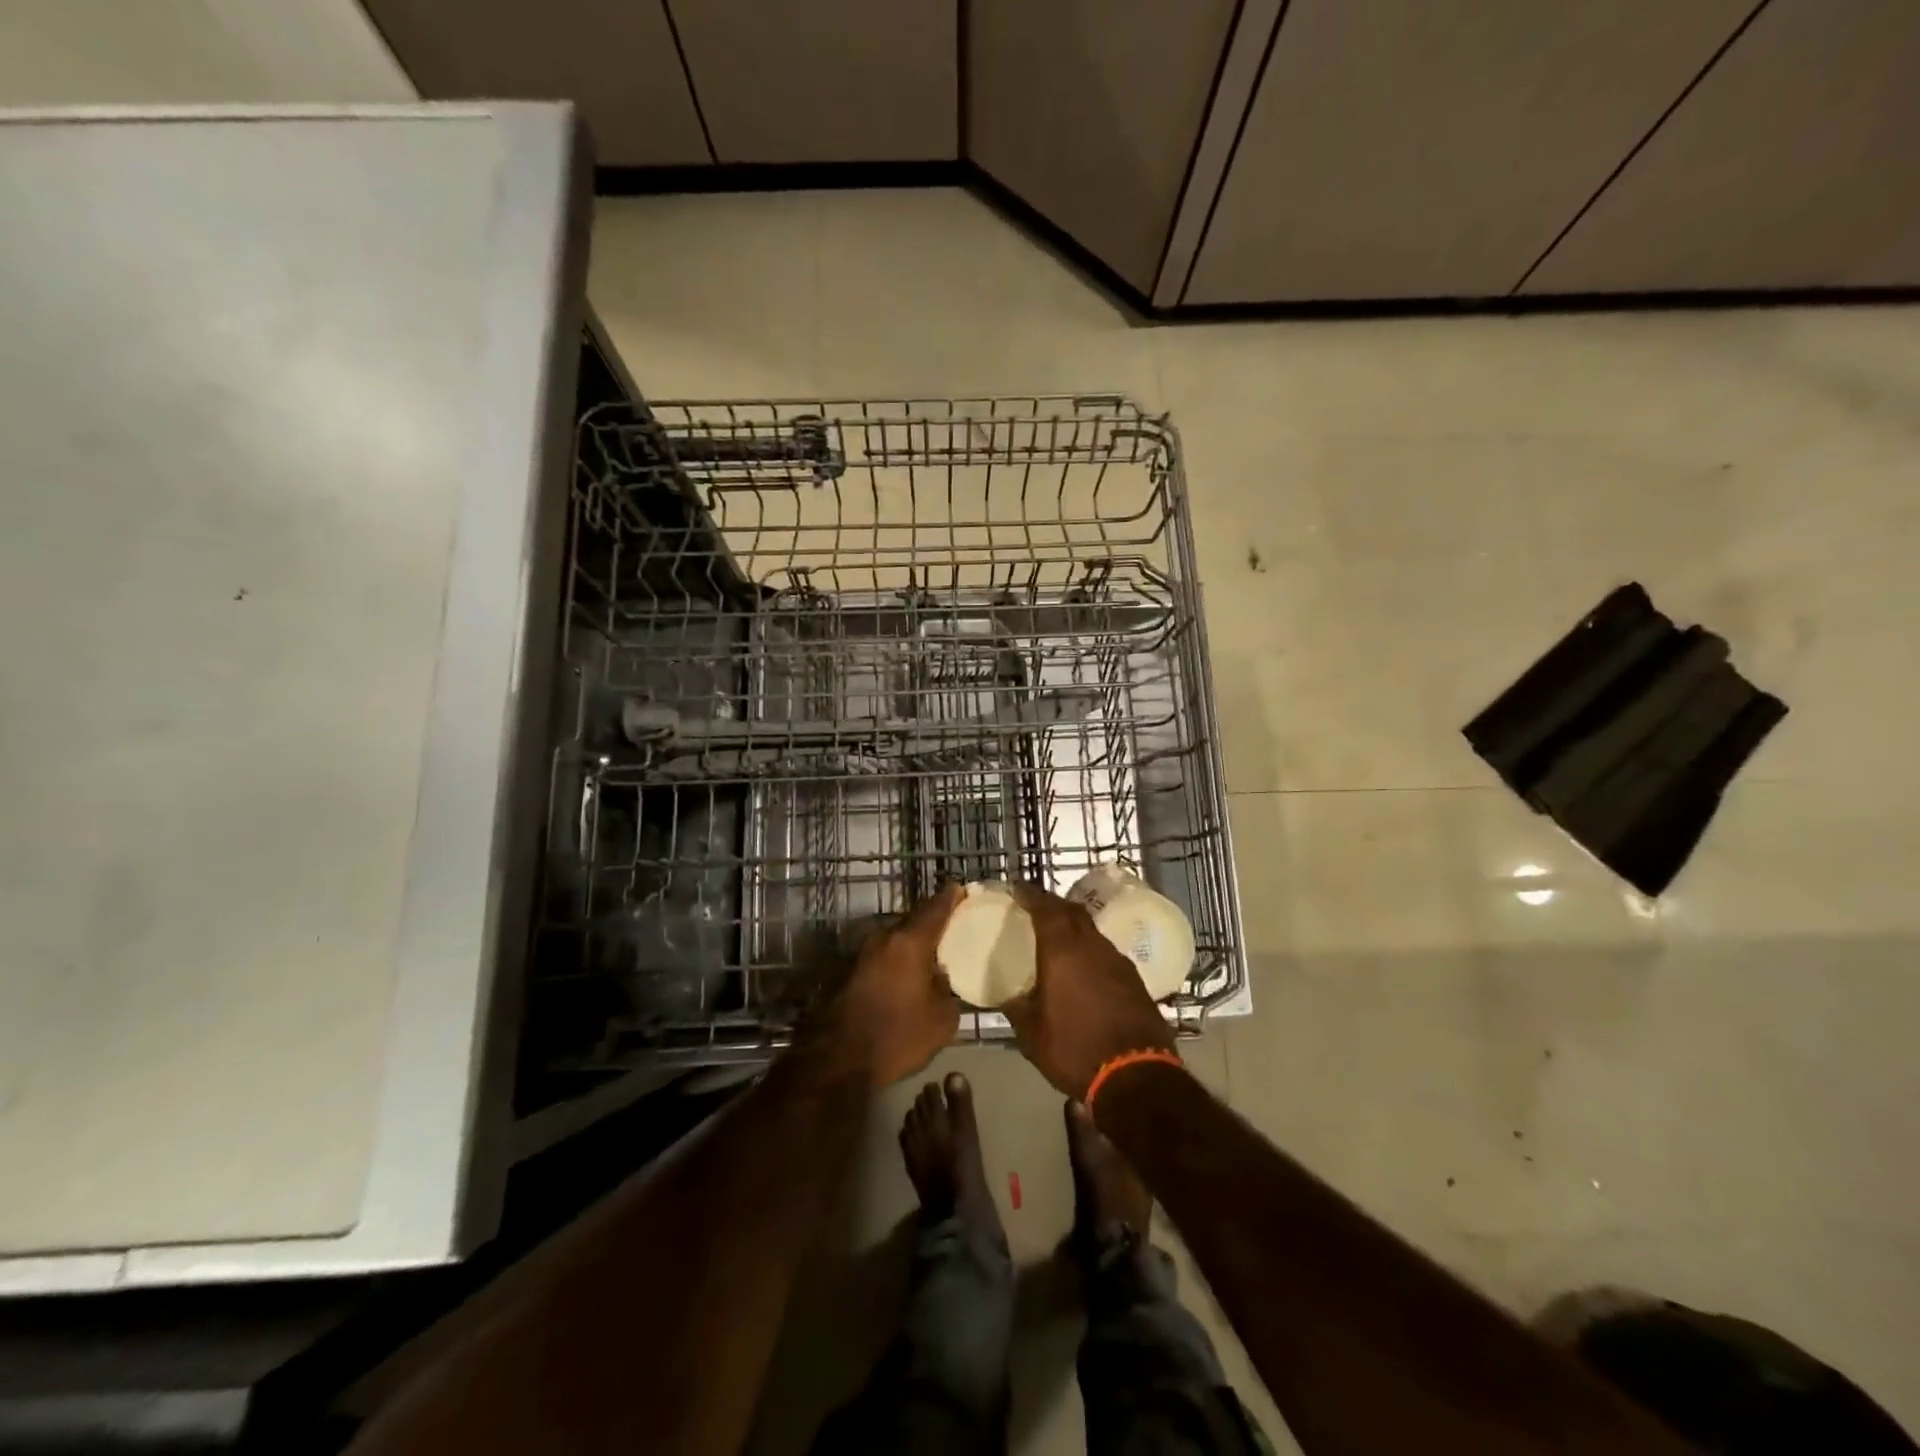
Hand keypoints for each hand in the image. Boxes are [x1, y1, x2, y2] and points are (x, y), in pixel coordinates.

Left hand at [832, 883, 964, 1088]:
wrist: (838, 1060)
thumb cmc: (897, 1036)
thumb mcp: (941, 1020)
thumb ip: (948, 990)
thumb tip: (943, 978)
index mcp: (909, 941)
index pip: (935, 908)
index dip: (951, 898)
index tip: (962, 890)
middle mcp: (884, 938)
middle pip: (914, 921)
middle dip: (933, 922)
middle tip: (953, 928)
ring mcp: (863, 953)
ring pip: (896, 939)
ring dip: (913, 944)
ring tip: (934, 955)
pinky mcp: (850, 971)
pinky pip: (884, 956)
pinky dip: (898, 960)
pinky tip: (910, 976)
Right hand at [1003, 883, 1175, 1099]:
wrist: (1136, 1076)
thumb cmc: (1075, 1050)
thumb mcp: (1032, 1035)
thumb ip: (1017, 1009)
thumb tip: (1006, 997)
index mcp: (1063, 951)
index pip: (1045, 908)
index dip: (1031, 894)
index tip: (1018, 888)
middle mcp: (1093, 947)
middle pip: (1073, 912)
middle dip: (1054, 905)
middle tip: (1037, 909)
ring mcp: (1118, 962)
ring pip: (1093, 932)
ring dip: (1075, 928)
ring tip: (1059, 939)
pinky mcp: (1135, 981)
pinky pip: (1107, 953)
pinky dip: (1091, 951)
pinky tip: (1085, 969)